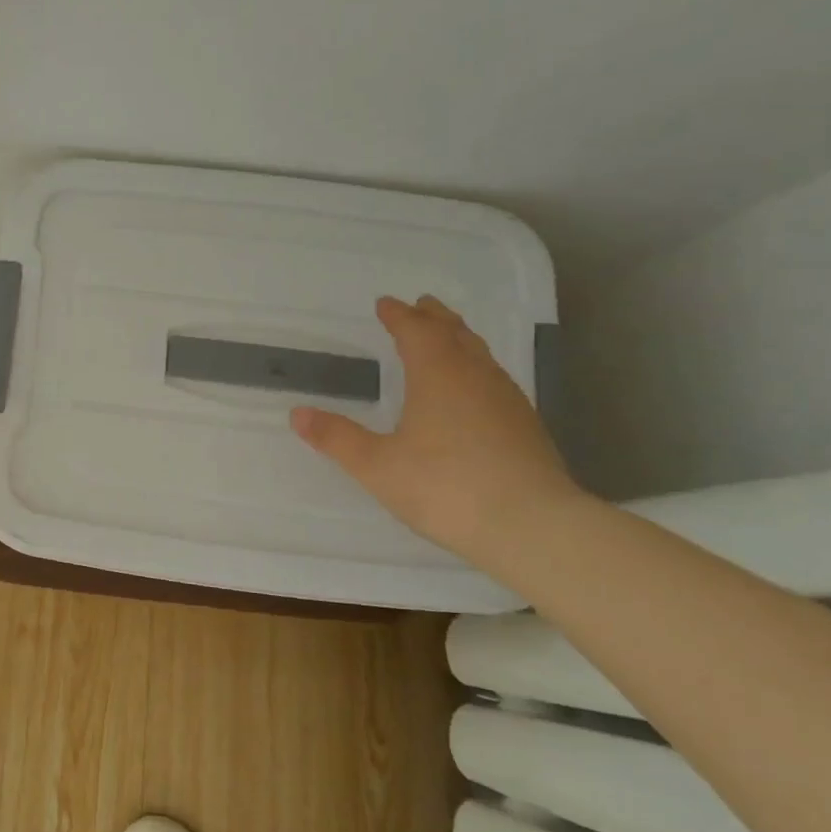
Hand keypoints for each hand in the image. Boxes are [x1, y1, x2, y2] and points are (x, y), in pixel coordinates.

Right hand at [289, 295, 582, 561]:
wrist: (533, 527)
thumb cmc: (445, 487)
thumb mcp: (376, 466)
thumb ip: (336, 438)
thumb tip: (297, 413)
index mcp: (438, 376)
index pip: (416, 332)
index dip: (399, 316)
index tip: (385, 304)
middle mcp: (475, 378)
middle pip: (454, 335)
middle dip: (434, 318)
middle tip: (420, 305)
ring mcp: (506, 401)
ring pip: (480, 355)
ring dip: (459, 339)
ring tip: (446, 337)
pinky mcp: (525, 426)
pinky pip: (494, 379)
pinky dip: (476, 368)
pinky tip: (474, 389)